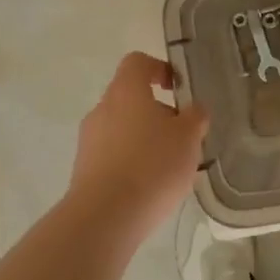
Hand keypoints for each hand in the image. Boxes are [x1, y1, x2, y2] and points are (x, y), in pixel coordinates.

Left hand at [65, 53, 209, 244]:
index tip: (177, 88)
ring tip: (168, 167)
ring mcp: (89, 140)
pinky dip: (131, 162)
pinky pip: (112, 155)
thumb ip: (195, 117)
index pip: (137, 62)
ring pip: (121, 128)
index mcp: (126, 91)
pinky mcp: (83, 170)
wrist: (105, 217)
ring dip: (144, 139)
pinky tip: (149, 187)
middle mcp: (102, 109)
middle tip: (181, 135)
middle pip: (130, 97)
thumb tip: (194, 110)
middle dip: (157, 112)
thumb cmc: (152, 165)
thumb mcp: (188, 137)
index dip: (159, 69)